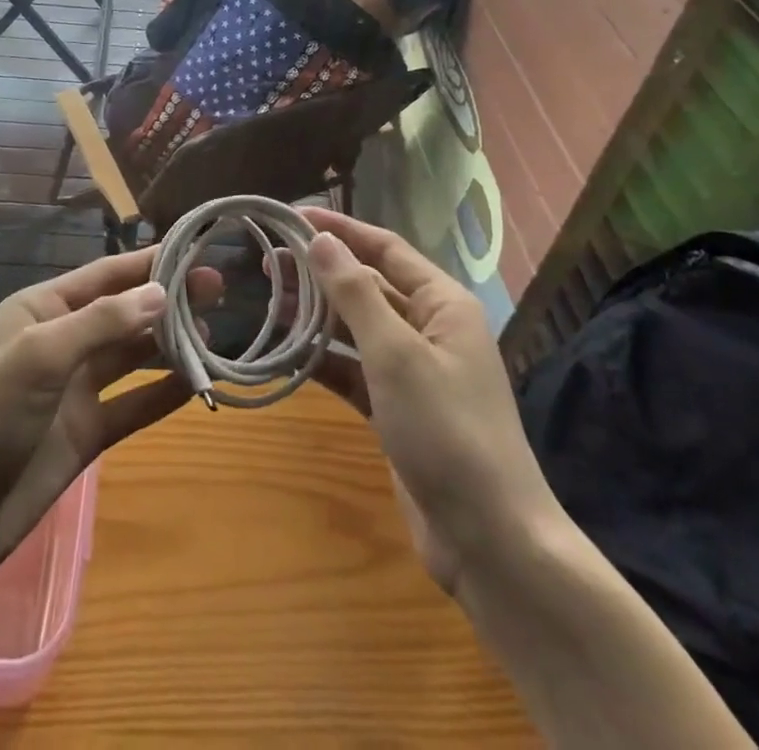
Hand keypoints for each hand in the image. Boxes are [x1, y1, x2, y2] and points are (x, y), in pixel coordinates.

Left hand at [0, 248, 223, 582]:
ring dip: (171, 344)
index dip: (150, 262)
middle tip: (219, 290)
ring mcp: (75, 390)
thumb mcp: (39, 356)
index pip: (107, 275)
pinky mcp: (86, 432)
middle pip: (126, 312)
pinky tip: (199, 383)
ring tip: (217, 333)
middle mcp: (63, 342)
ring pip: (134, 356)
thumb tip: (162, 293)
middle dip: (169, 300)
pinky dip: (164, 392)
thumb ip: (102, 323)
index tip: (195, 251)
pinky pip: (134, 404)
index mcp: (43, 310)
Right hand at [297, 207, 552, 596]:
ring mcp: (415, 371)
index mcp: (442, 303)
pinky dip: (325, 361)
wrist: (490, 540)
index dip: (340, 230)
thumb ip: (355, 294)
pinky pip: (356, 370)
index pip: (385, 249)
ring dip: (318, 315)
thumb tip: (321, 240)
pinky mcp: (399, 409)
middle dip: (322, 273)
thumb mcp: (395, 354)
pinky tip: (288, 353)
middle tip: (267, 261)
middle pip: (369, 285)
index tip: (292, 217)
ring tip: (270, 300)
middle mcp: (431, 328)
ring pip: (358, 328)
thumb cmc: (447, 430)